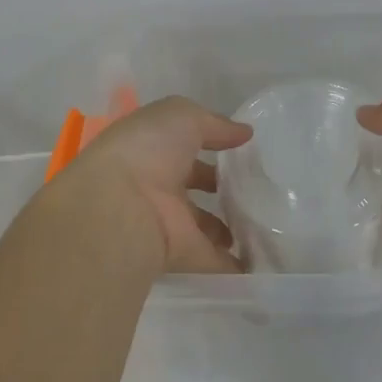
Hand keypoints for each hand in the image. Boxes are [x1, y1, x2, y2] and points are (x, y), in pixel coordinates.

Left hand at [51, 96, 252, 275]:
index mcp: (151, 149)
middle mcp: (155, 185)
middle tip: (254, 188)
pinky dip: (234, 264)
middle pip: (191, 186)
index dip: (209, 144)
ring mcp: (166, 222)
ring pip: (202, 225)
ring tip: (262, 223)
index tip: (240, 149)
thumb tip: (244, 133)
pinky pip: (212, 260)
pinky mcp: (179, 254)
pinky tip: (260, 261)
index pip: (183, 146)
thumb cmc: (147, 150)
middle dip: (218, 188)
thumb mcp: (182, 117)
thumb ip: (214, 124)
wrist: (119, 207)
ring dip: (226, 227)